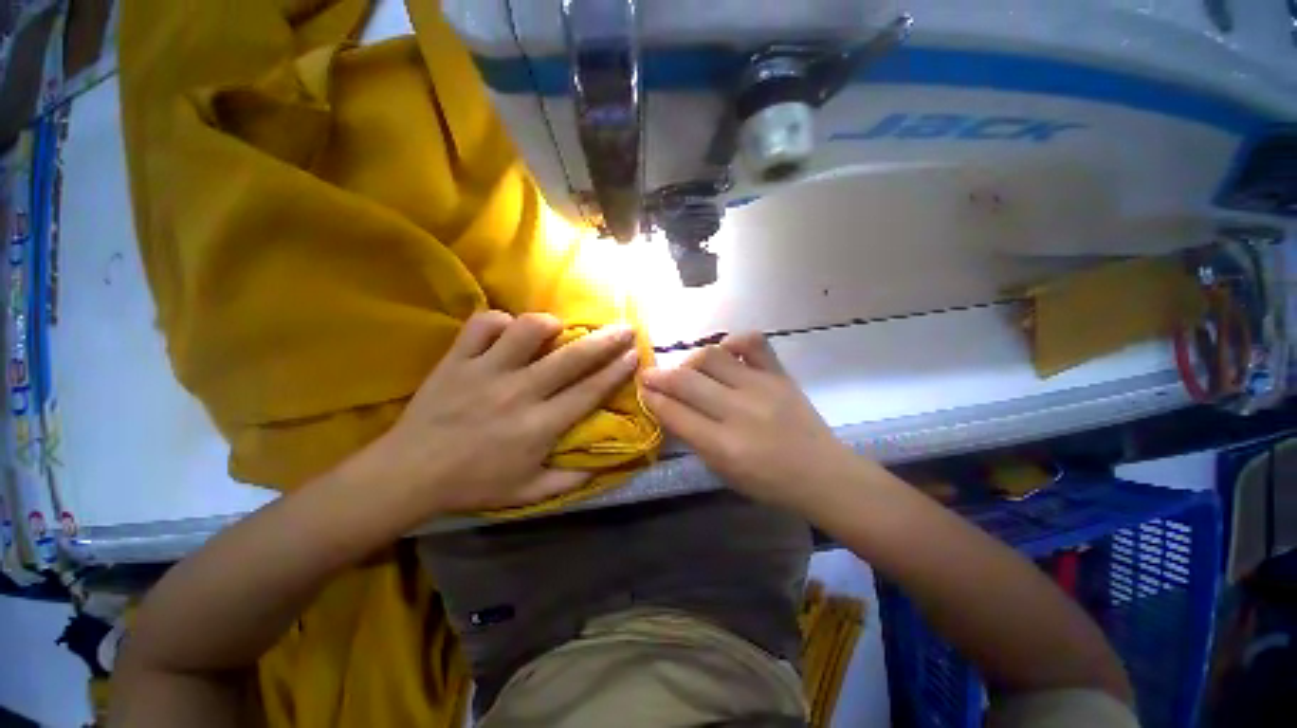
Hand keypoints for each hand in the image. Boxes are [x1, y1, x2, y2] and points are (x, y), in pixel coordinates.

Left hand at [358, 311, 639, 514]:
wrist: (408, 475)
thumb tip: (600, 465)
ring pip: (526, 330)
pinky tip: (507, 331)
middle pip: (571, 358)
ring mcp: (485, 372)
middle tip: (624, 328)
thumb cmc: (473, 484)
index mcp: (539, 426)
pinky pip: (482, 324)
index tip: (634, 354)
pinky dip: (499, 322)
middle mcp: (519, 393)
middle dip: (605, 340)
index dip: (616, 371)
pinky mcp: (456, 360)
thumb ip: (569, 480)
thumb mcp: (528, 493)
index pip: (589, 391)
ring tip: (557, 328)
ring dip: (549, 324)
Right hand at [642, 333, 858, 513]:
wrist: (822, 474)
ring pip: (711, 356)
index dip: (652, 397)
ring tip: (689, 370)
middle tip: (650, 374)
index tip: (642, 389)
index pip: (674, 412)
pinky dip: (733, 341)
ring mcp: (761, 387)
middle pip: (686, 381)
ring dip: (690, 360)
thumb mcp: (721, 471)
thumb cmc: (767, 482)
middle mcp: (739, 412)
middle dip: (658, 375)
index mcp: (722, 446)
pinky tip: (726, 351)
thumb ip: (692, 437)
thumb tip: (666, 406)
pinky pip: (753, 342)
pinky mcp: (779, 374)